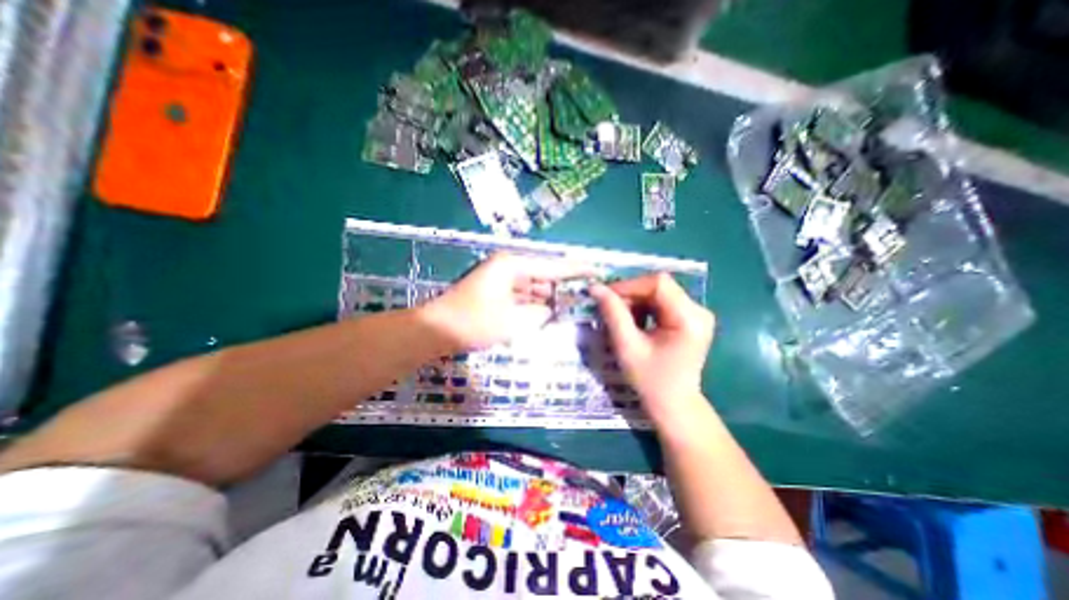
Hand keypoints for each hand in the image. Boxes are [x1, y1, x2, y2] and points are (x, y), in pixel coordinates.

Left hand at [423, 251, 588, 351]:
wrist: (436, 331)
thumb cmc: (474, 322)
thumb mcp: (514, 320)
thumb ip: (539, 314)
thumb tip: (548, 311)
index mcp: (512, 265)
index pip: (552, 266)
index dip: (575, 270)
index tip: (596, 270)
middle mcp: (507, 268)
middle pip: (542, 276)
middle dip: (560, 288)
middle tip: (583, 297)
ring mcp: (499, 280)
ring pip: (531, 287)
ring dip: (546, 299)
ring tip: (568, 307)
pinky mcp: (494, 293)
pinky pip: (520, 296)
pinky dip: (531, 305)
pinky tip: (544, 314)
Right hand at [589, 271, 712, 420]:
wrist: (673, 406)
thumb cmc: (651, 381)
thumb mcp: (627, 347)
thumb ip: (613, 314)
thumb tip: (595, 287)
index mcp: (689, 318)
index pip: (658, 284)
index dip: (629, 286)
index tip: (605, 296)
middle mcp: (699, 311)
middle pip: (659, 287)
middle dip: (630, 295)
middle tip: (608, 308)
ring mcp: (696, 315)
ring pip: (659, 293)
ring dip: (635, 302)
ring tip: (619, 318)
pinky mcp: (690, 320)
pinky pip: (662, 303)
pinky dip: (644, 309)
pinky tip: (634, 323)